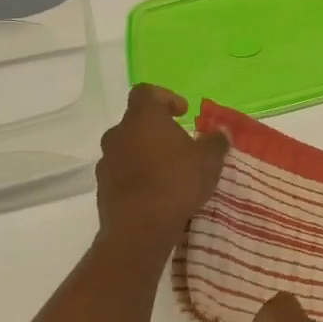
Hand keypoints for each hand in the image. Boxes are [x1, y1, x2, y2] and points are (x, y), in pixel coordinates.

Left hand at [94, 85, 229, 257]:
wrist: (139, 229)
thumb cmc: (176, 183)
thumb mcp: (209, 160)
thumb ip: (216, 142)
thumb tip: (221, 132)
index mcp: (143, 118)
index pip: (146, 92)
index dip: (165, 97)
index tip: (182, 113)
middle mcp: (118, 133)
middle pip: (137, 122)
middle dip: (158, 131)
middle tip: (181, 146)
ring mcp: (107, 160)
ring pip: (128, 148)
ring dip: (146, 154)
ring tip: (169, 173)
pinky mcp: (102, 187)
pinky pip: (122, 172)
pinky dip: (137, 176)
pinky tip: (156, 193)